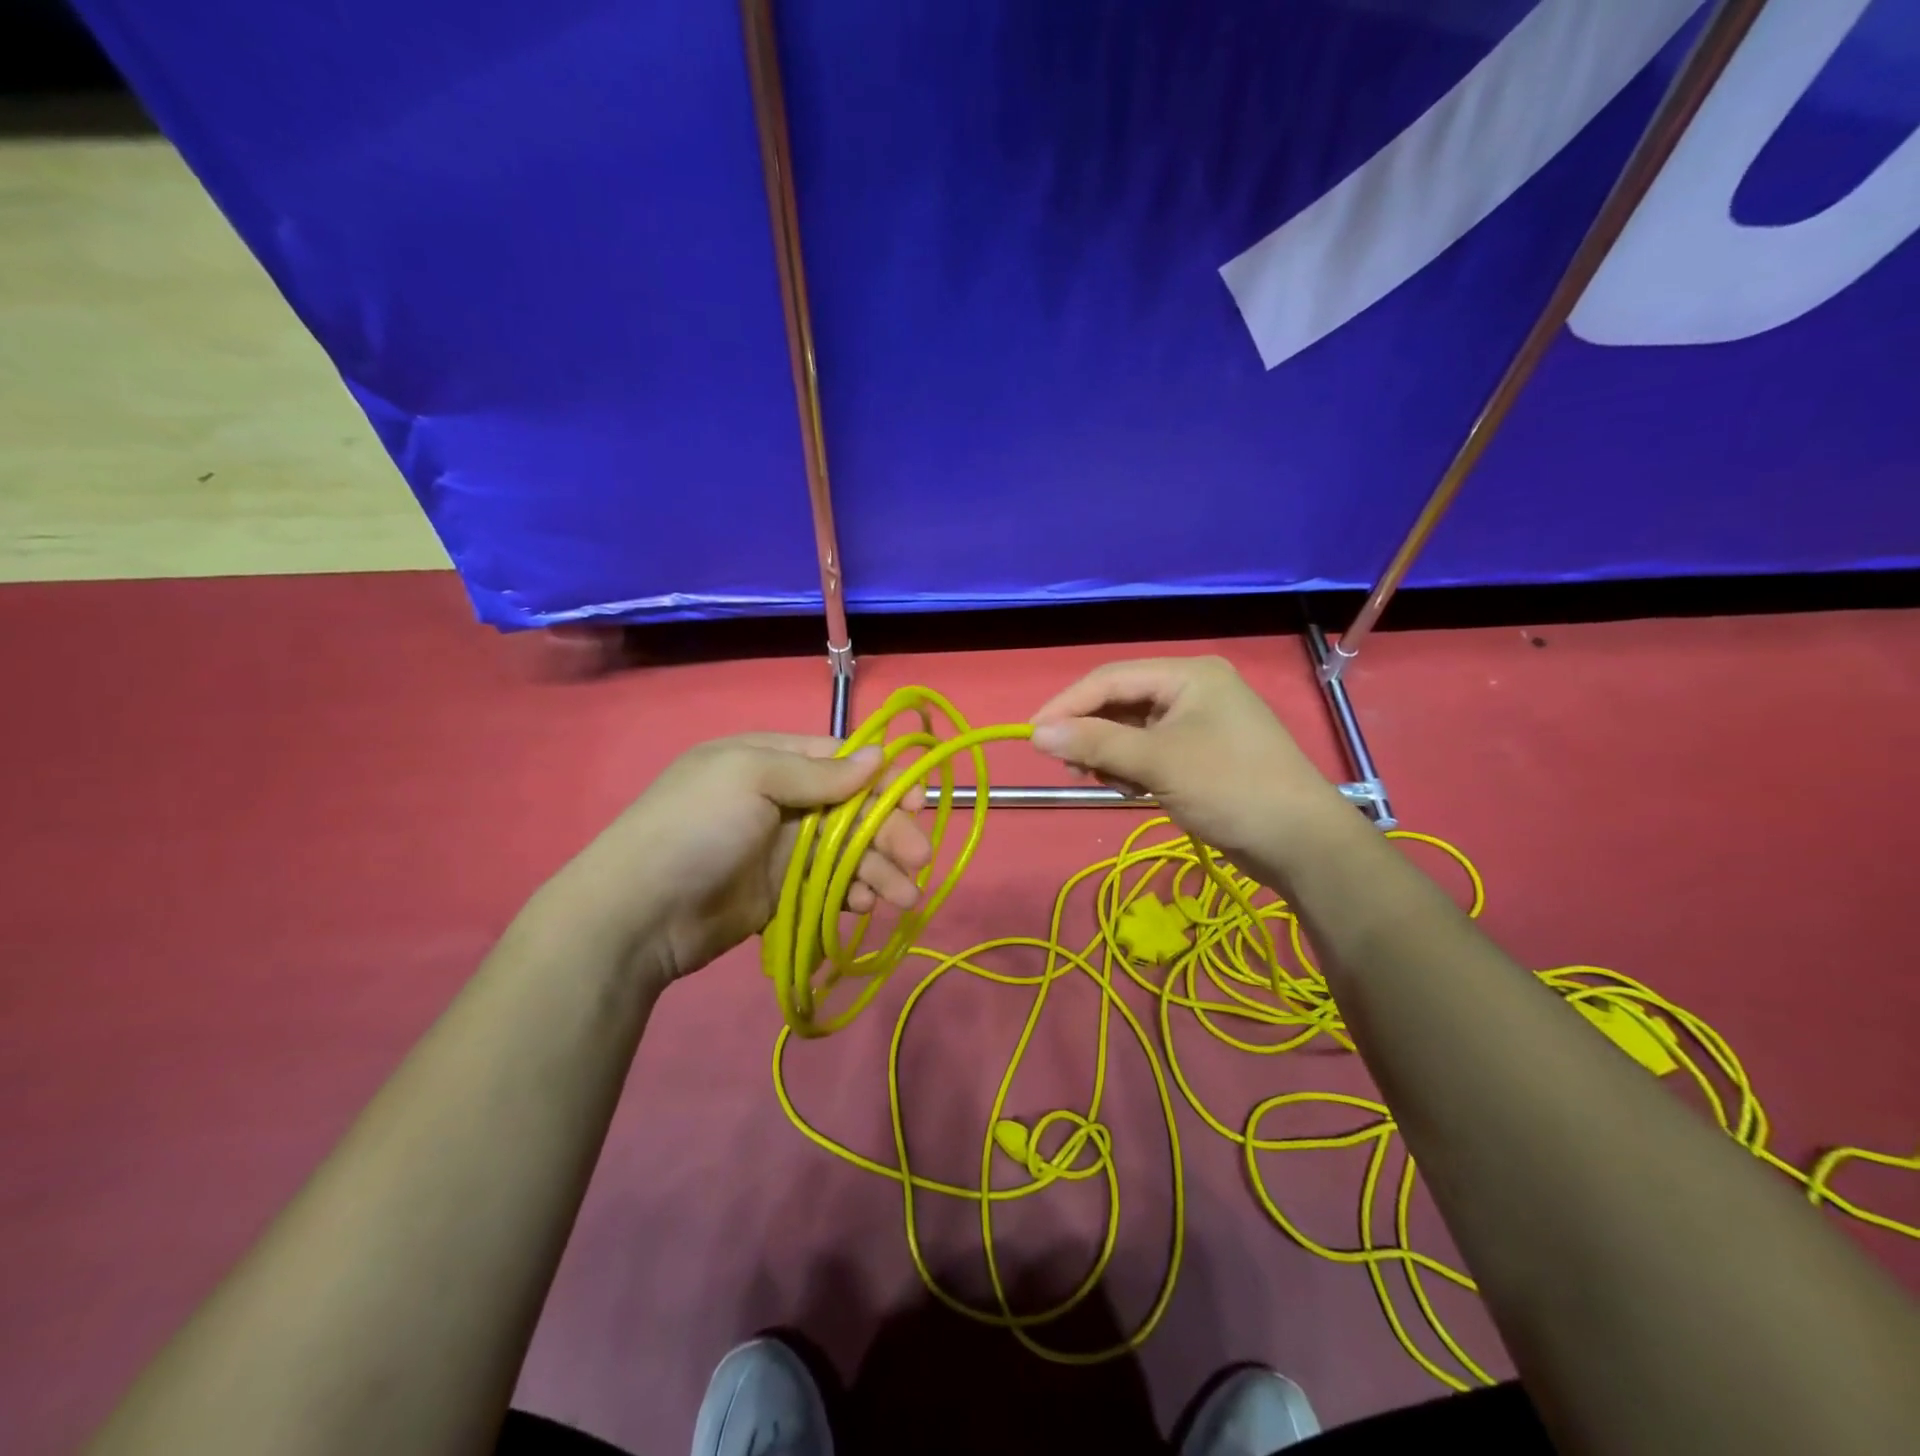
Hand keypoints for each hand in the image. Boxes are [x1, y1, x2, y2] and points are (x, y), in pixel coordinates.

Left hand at [538, 734, 930, 988]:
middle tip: (918, 858)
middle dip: (888, 830)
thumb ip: (818, 773)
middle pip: (851, 808)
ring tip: (904, 896)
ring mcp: (780, 848)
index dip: (881, 779)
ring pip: (846, 850)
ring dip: (879, 868)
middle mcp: (778, 799)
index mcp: (767, 759)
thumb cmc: (695, 828)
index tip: (916, 801)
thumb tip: (879, 755)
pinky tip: (865, 905)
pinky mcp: (780, 892)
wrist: (637, 915)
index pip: (838, 760)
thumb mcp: (750, 778)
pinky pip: (829, 885)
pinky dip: (852, 893)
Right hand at [1029, 657, 1352, 877]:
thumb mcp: (1157, 762)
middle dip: (1090, 732)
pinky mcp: (1201, 754)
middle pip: (1121, 701)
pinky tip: (1130, 789)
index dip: (1068, 704)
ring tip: (1104, 780)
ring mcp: (1199, 723)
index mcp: (1188, 675)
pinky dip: (1132, 767)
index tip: (1032, 734)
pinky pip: (1150, 750)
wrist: (1300, 842)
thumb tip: (1036, 734)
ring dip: (1110, 753)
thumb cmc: (1230, 788)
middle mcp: (1192, 690)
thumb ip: (1095, 743)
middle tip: (1067, 764)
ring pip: (1133, 729)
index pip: (1111, 678)